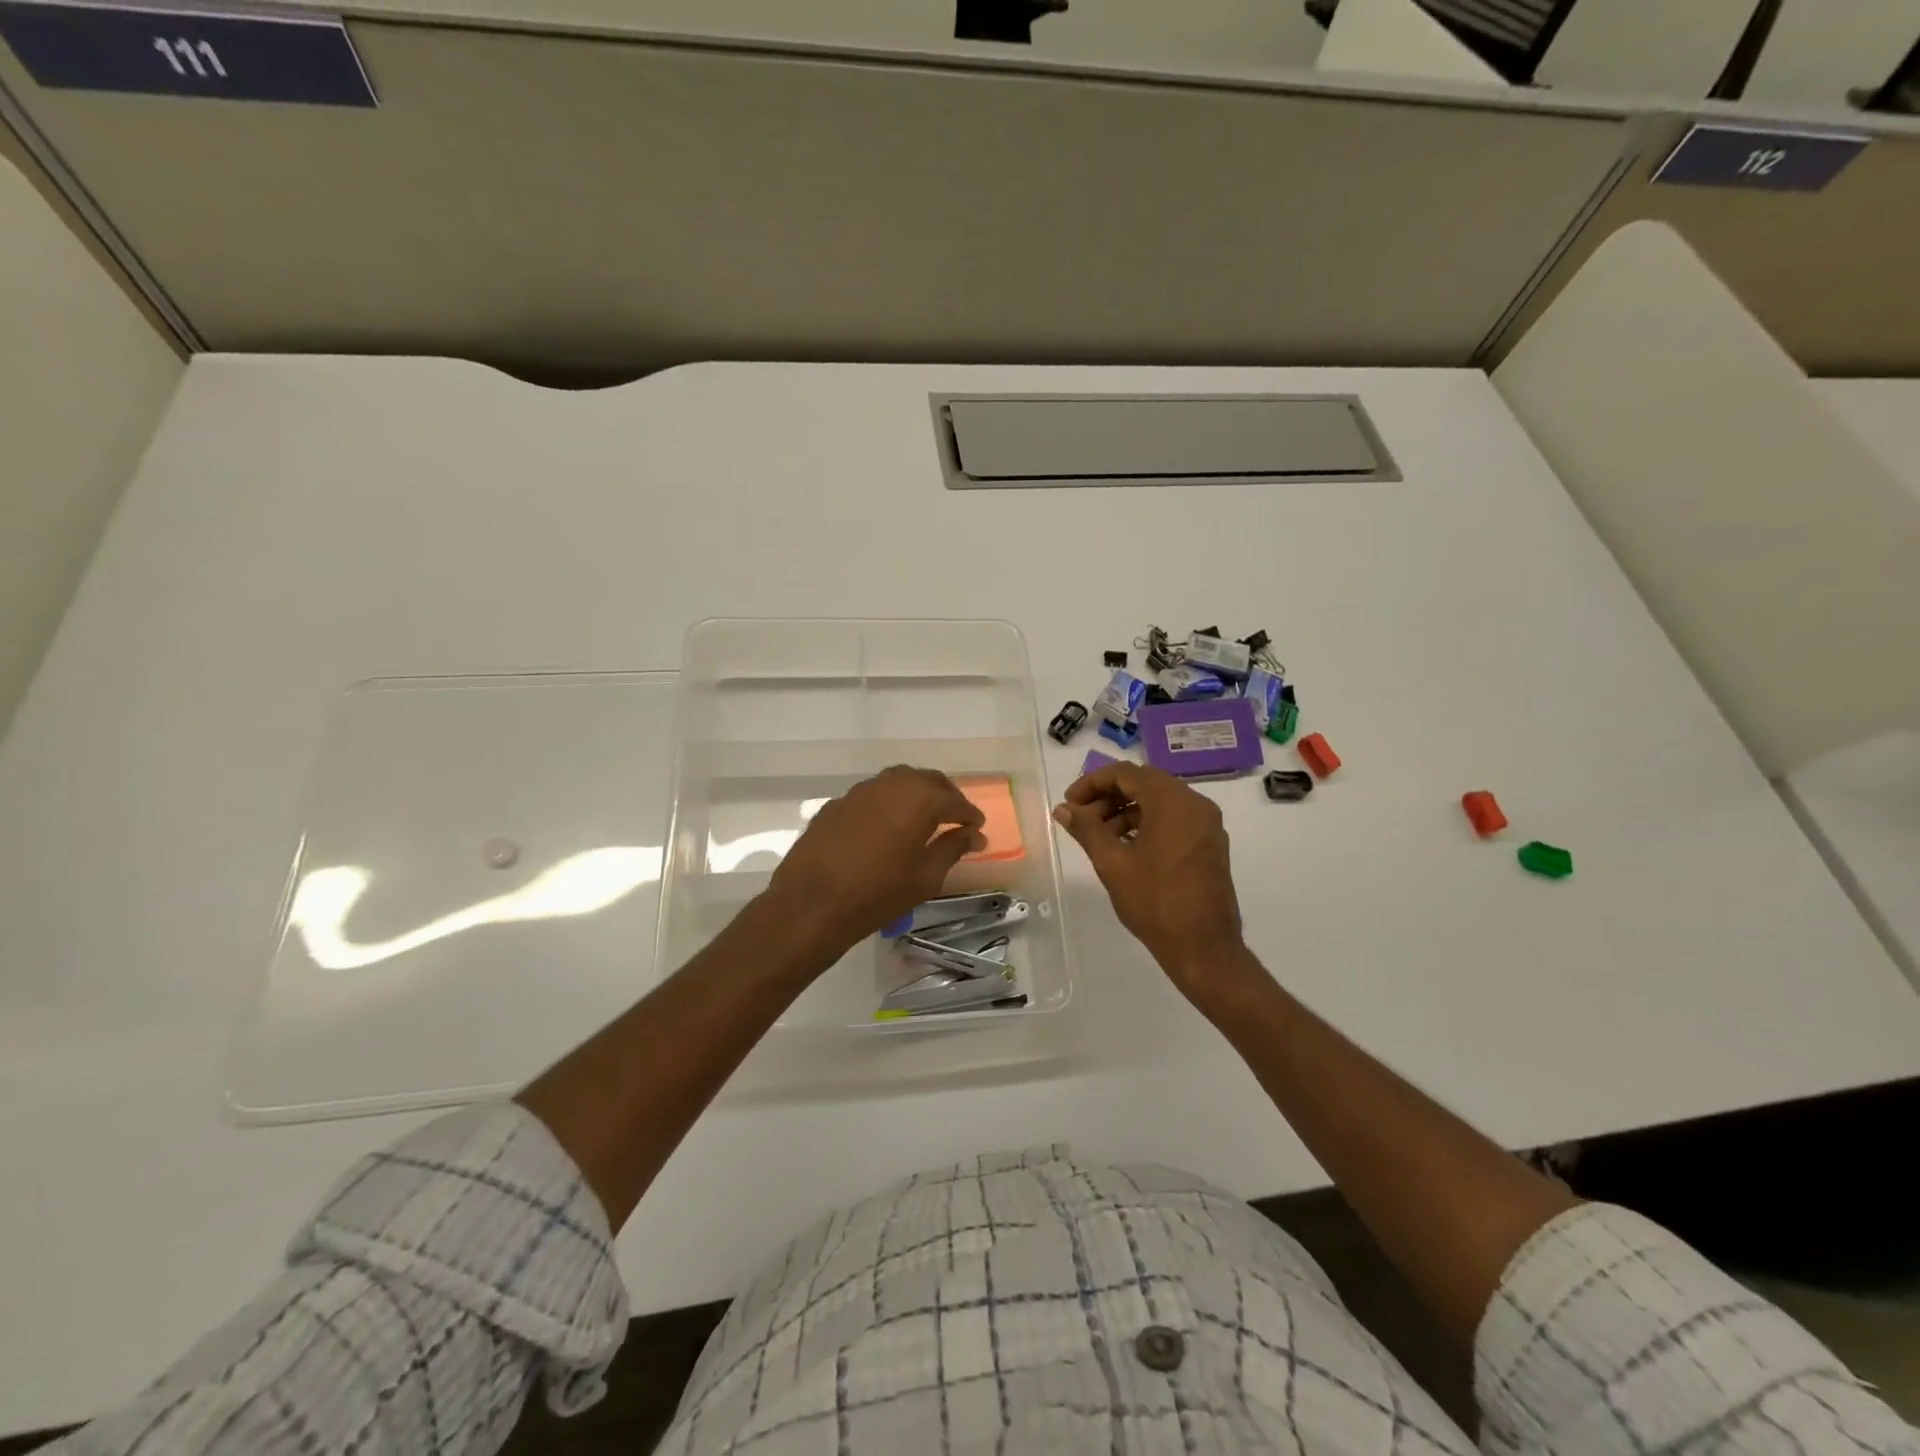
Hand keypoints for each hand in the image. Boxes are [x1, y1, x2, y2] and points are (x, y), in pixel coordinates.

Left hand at [767, 766, 986, 953]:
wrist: (811, 903)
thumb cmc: (878, 893)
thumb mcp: (925, 877)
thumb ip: (952, 848)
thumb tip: (973, 835)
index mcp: (920, 799)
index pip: (955, 800)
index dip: (969, 815)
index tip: (977, 829)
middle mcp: (891, 784)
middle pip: (927, 781)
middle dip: (945, 797)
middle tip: (955, 819)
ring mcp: (860, 791)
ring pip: (897, 782)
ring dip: (915, 795)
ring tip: (922, 819)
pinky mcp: (837, 803)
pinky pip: (872, 796)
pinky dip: (887, 804)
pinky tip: (886, 827)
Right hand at [1053, 762, 1253, 1006]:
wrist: (1204, 948)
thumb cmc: (1155, 903)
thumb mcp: (1113, 863)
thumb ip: (1086, 830)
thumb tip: (1063, 809)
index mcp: (1173, 802)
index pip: (1126, 774)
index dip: (1092, 783)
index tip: (1070, 803)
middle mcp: (1195, 804)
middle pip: (1144, 783)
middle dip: (1108, 796)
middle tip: (1081, 818)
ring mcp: (1206, 824)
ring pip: (1159, 801)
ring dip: (1126, 810)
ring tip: (1098, 836)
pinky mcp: (1209, 843)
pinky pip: (1173, 819)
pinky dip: (1146, 823)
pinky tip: (1124, 846)